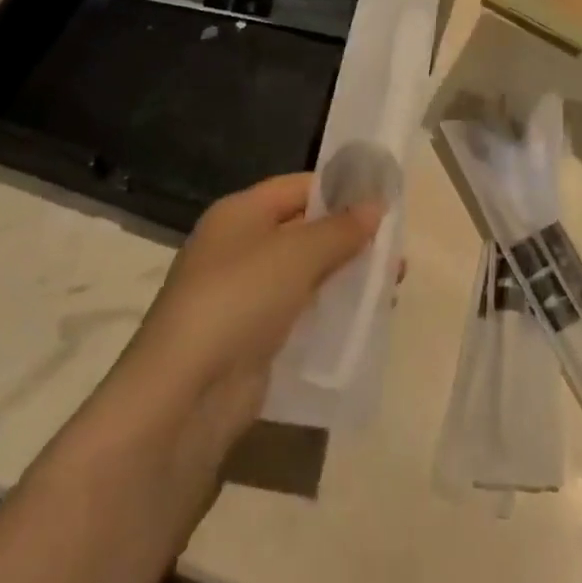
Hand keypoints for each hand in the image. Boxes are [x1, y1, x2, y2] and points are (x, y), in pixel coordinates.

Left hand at [112, 174, 381, 451]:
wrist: (185, 396)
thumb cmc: (240, 300)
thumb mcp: (297, 254)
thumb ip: (340, 228)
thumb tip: (376, 205)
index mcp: (240, 213)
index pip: (298, 186)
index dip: (340, 189)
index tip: (385, 199)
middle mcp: (239, 247)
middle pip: (304, 230)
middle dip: (349, 237)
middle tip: (397, 249)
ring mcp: (243, 295)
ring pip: (305, 274)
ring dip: (345, 275)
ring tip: (392, 285)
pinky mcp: (252, 339)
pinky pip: (300, 312)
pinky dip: (329, 311)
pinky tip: (364, 319)